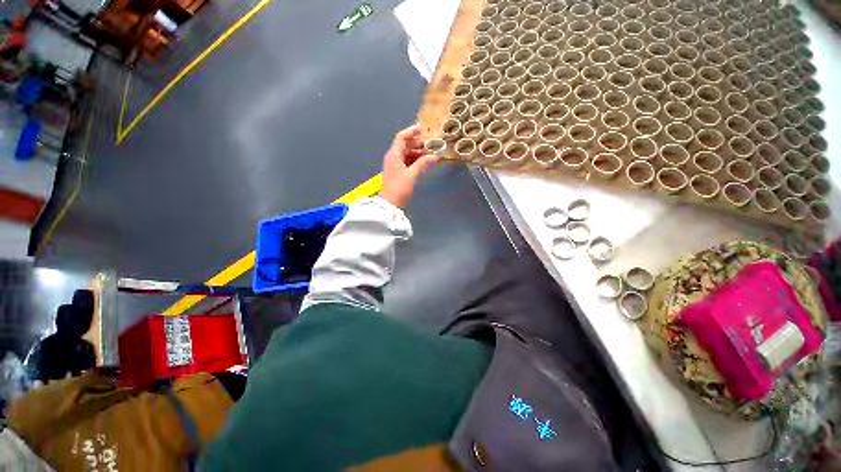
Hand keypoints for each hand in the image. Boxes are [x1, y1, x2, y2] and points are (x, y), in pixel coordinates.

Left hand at [379, 124, 438, 208]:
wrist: (390, 204)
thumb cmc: (399, 188)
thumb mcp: (411, 175)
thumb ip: (423, 163)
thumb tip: (435, 156)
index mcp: (394, 154)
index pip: (401, 137)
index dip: (412, 131)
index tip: (424, 129)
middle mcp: (394, 157)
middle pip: (406, 145)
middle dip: (418, 143)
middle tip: (432, 143)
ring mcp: (396, 165)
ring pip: (408, 154)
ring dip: (419, 152)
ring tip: (432, 152)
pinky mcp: (399, 172)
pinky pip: (408, 162)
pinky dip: (417, 160)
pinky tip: (426, 162)